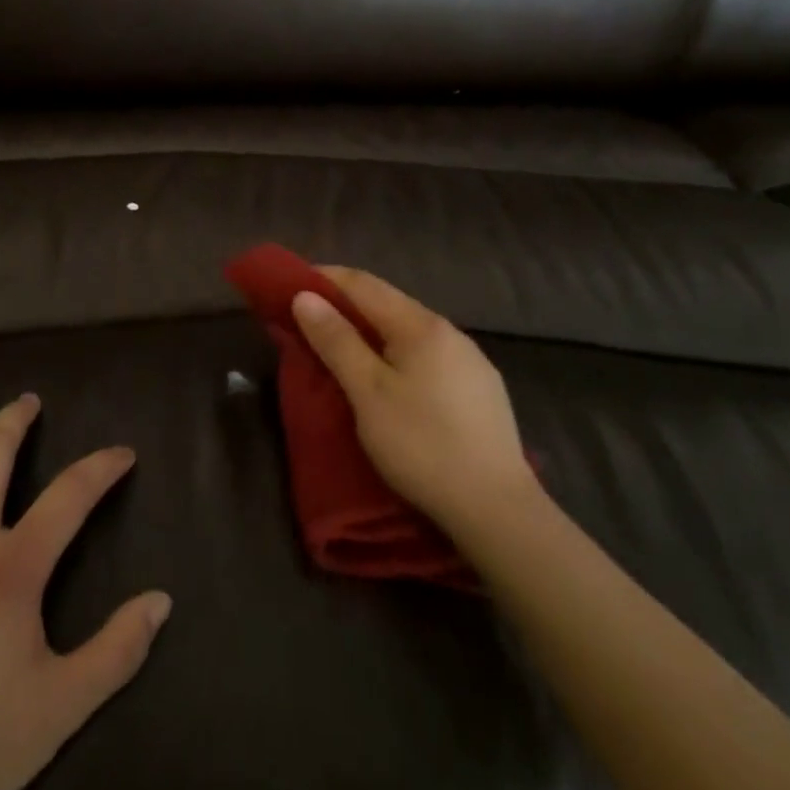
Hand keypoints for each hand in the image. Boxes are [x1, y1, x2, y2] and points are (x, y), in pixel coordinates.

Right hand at [291, 268, 540, 544]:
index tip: (292, 284)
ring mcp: (472, 361)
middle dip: (348, 305)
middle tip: (311, 320)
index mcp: (421, 325)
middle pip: (389, 304)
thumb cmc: (421, 445)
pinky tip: (394, 378)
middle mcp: (450, 332)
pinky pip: (429, 356)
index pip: (364, 284)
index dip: (326, 278)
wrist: (498, 510)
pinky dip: (399, 353)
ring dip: (374, 330)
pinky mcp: (482, 390)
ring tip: (346, 348)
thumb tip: (305, 296)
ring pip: (410, 331)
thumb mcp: (368, 393)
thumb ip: (336, 341)